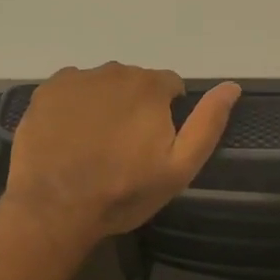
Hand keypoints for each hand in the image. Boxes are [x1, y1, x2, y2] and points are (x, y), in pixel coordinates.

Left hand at [2, 62, 241, 243]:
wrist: (53, 209)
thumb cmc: (123, 191)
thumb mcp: (179, 167)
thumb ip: (208, 123)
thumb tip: (232, 86)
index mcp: (151, 86)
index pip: (170, 86)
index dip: (166, 113)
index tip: (153, 144)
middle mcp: (116, 70)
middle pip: (136, 83)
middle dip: (135, 107)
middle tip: (123, 148)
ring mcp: (78, 78)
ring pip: (103, 84)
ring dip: (105, 104)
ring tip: (94, 144)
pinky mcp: (48, 90)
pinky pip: (71, 88)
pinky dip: (74, 105)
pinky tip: (69, 135)